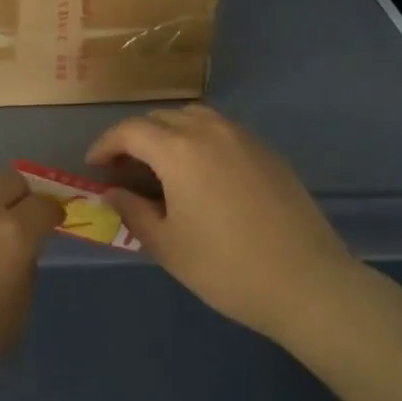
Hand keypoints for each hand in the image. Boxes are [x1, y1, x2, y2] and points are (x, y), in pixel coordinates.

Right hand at [88, 105, 353, 345]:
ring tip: (162, 167)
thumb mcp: (168, 246)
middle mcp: (210, 131)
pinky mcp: (268, 151)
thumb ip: (133, 212)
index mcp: (179, 150)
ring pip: (194, 118)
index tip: (94, 166)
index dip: (106, 145)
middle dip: (135, 138)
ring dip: (168, 133)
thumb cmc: (227, 268)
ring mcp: (244, 137)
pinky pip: (222, 131)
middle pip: (161, 118)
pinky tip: (202, 175)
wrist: (307, 282)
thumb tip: (114, 192)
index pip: (130, 130)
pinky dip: (199, 140)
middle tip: (125, 170)